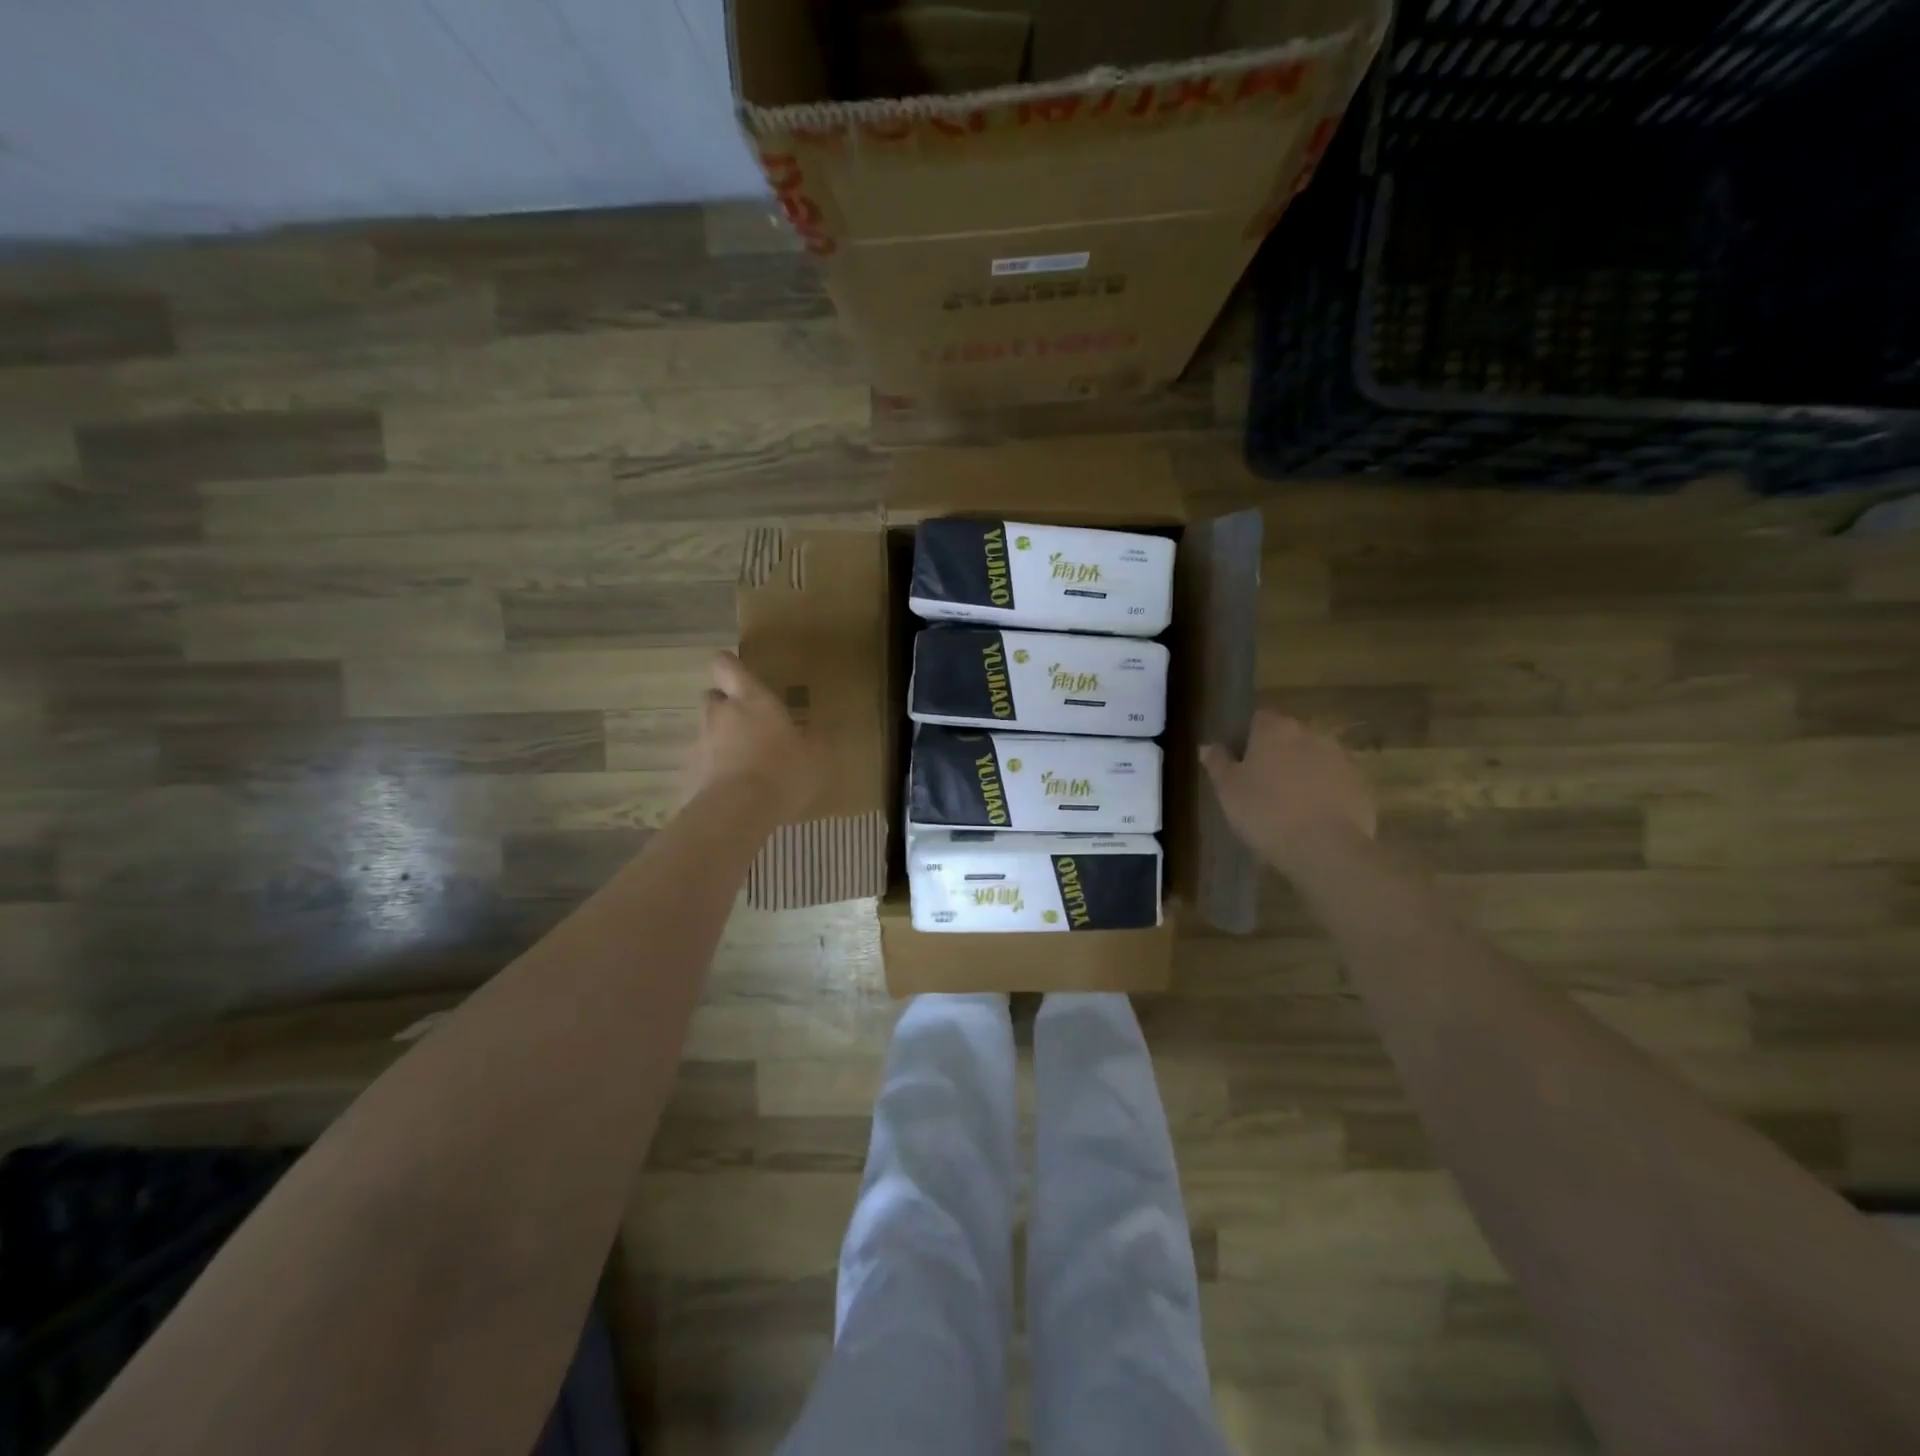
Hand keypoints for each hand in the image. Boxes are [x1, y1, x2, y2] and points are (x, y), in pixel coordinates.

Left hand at [683, 652, 820, 822]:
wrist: (737, 812)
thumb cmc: (782, 772)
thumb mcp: (815, 757)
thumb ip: (812, 742)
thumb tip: (814, 738)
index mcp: (751, 699)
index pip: (727, 665)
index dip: (731, 668)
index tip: (741, 677)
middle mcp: (719, 713)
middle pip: (713, 697)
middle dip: (726, 706)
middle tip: (749, 725)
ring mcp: (699, 743)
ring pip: (706, 732)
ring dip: (720, 741)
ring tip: (743, 765)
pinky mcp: (687, 773)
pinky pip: (700, 765)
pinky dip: (712, 772)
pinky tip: (731, 791)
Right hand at [1201, 709, 1376, 873]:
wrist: (1325, 848)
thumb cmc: (1265, 812)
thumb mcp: (1228, 790)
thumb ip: (1218, 763)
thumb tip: (1207, 746)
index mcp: (1275, 729)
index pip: (1257, 718)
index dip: (1246, 737)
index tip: (1238, 761)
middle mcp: (1310, 734)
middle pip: (1288, 736)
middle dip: (1276, 754)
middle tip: (1261, 784)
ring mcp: (1340, 758)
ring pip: (1314, 758)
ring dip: (1302, 772)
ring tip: (1288, 803)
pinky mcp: (1361, 785)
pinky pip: (1335, 782)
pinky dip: (1324, 792)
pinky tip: (1313, 818)